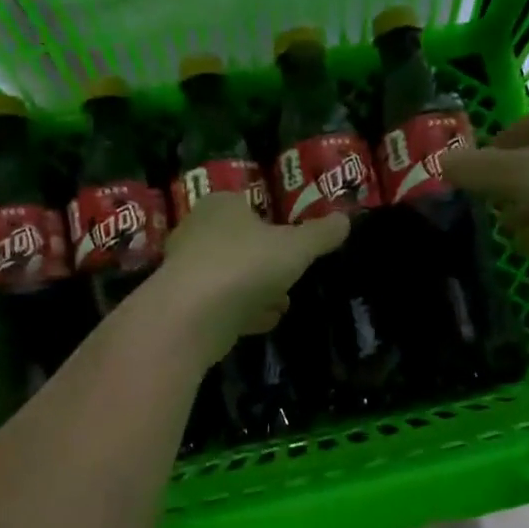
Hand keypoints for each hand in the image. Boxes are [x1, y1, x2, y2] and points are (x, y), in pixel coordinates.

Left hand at [152, 192, 349, 361]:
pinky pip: (220, 304)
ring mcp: (187, 269)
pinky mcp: (183, 305)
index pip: (248, 204)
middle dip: (266, 262)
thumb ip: (321, 234)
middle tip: (290, 276)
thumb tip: (345, 219)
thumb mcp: (296, 247)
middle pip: (240, 242)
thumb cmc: (246, 265)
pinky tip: (262, 322)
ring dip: (256, 289)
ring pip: (230, 275)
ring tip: (282, 304)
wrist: (192, 316)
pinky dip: (241, 311)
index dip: (272, 223)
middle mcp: (198, 230)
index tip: (292, 244)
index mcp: (221, 205)